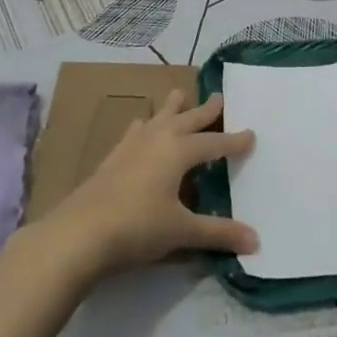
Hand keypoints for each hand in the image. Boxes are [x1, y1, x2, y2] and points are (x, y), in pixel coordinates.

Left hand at [37, 90, 257, 278]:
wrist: (80, 232)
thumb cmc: (138, 227)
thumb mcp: (182, 231)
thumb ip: (219, 233)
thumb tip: (256, 241)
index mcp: (179, 151)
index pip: (214, 143)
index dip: (234, 141)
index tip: (252, 134)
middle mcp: (158, 139)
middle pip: (188, 119)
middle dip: (206, 110)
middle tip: (219, 96)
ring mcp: (132, 145)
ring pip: (159, 117)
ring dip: (173, 107)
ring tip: (180, 94)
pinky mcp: (113, 156)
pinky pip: (135, 130)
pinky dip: (145, 124)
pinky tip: (141, 125)